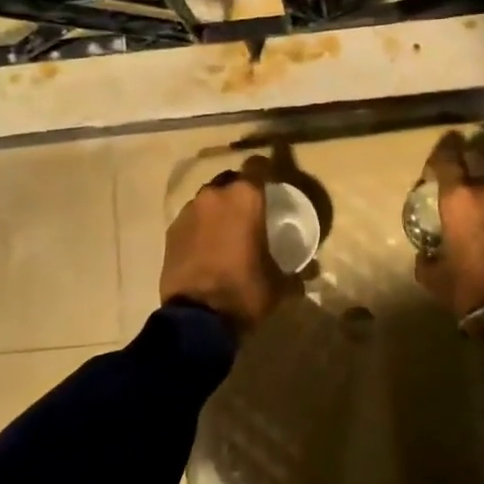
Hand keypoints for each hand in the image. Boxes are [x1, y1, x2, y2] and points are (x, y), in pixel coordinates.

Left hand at [160, 156, 290, 330]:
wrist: (197, 318)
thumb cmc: (244, 291)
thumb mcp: (279, 284)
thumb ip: (296, 272)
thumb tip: (311, 271)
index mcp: (245, 198)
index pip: (258, 164)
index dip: (266, 169)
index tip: (272, 182)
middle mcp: (215, 195)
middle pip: (231, 180)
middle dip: (240, 192)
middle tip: (251, 213)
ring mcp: (189, 211)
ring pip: (208, 199)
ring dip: (218, 209)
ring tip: (226, 233)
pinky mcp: (171, 230)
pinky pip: (191, 218)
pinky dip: (200, 226)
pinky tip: (207, 247)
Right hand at [413, 133, 483, 329]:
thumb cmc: (469, 290)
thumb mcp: (433, 276)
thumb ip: (426, 256)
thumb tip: (426, 251)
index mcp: (460, 198)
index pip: (448, 157)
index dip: (443, 147)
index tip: (443, 143)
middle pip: (479, 159)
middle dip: (469, 158)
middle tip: (462, 166)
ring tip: (483, 193)